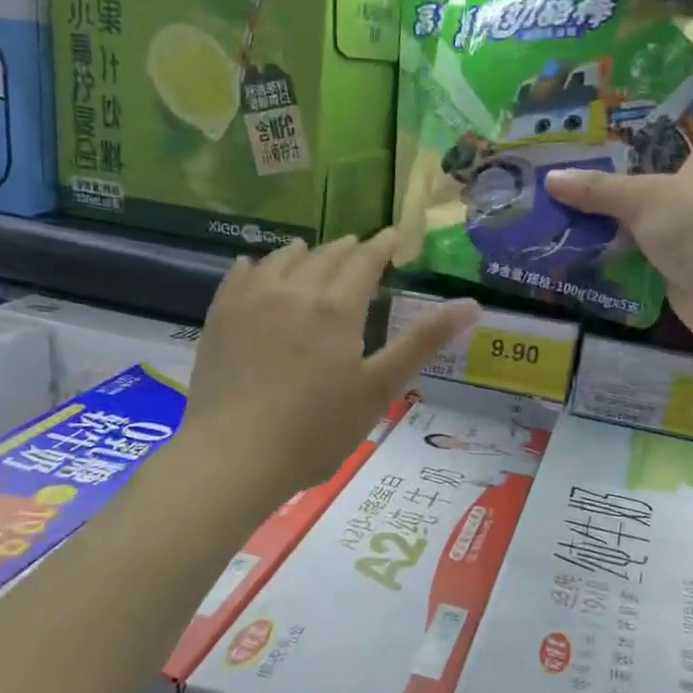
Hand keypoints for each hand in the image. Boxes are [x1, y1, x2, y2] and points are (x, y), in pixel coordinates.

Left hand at [180, 231, 478, 503]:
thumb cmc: (316, 429)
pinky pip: (240, 274)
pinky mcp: (221, 316)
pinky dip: (258, 265)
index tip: (394, 236)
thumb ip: (423, 341)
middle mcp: (295, 290)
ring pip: (283, 258)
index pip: (365, 260)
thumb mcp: (380, 388)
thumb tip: (471, 303)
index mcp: (337, 307)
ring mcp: (252, 300)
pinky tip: (257, 268)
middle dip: (348, 249)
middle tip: (361, 249)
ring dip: (305, 252)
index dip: (383, 245)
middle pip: (326, 255)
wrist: (234, 456)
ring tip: (313, 253)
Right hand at [547, 114, 692, 348]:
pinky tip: (578, 231)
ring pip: (645, 204)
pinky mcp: (683, 253)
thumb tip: (550, 179)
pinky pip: (642, 239)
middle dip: (613, 164)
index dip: (639, 113)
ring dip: (611, 205)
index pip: (676, 116)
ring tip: (563, 190)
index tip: (597, 111)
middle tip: (567, 152)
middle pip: (654, 163)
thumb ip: (598, 187)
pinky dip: (617, 239)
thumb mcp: (645, 197)